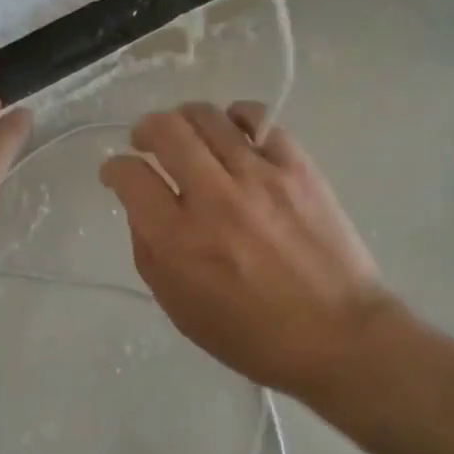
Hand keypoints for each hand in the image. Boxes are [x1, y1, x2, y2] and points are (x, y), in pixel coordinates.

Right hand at [98, 101, 390, 396]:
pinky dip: (237, 118)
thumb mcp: (181, 310)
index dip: (114, 168)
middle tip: (146, 140)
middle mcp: (214, 198)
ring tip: (189, 133)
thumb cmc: (253, 336)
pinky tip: (235, 131)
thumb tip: (141, 208)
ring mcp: (259, 176)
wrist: (338, 335)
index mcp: (179, 240)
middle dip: (146, 129)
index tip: (117, 172)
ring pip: (208, 117)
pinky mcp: (297, 167)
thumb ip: (149, 254)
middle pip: (166, 130)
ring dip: (186, 118)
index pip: (131, 176)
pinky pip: (259, 119)